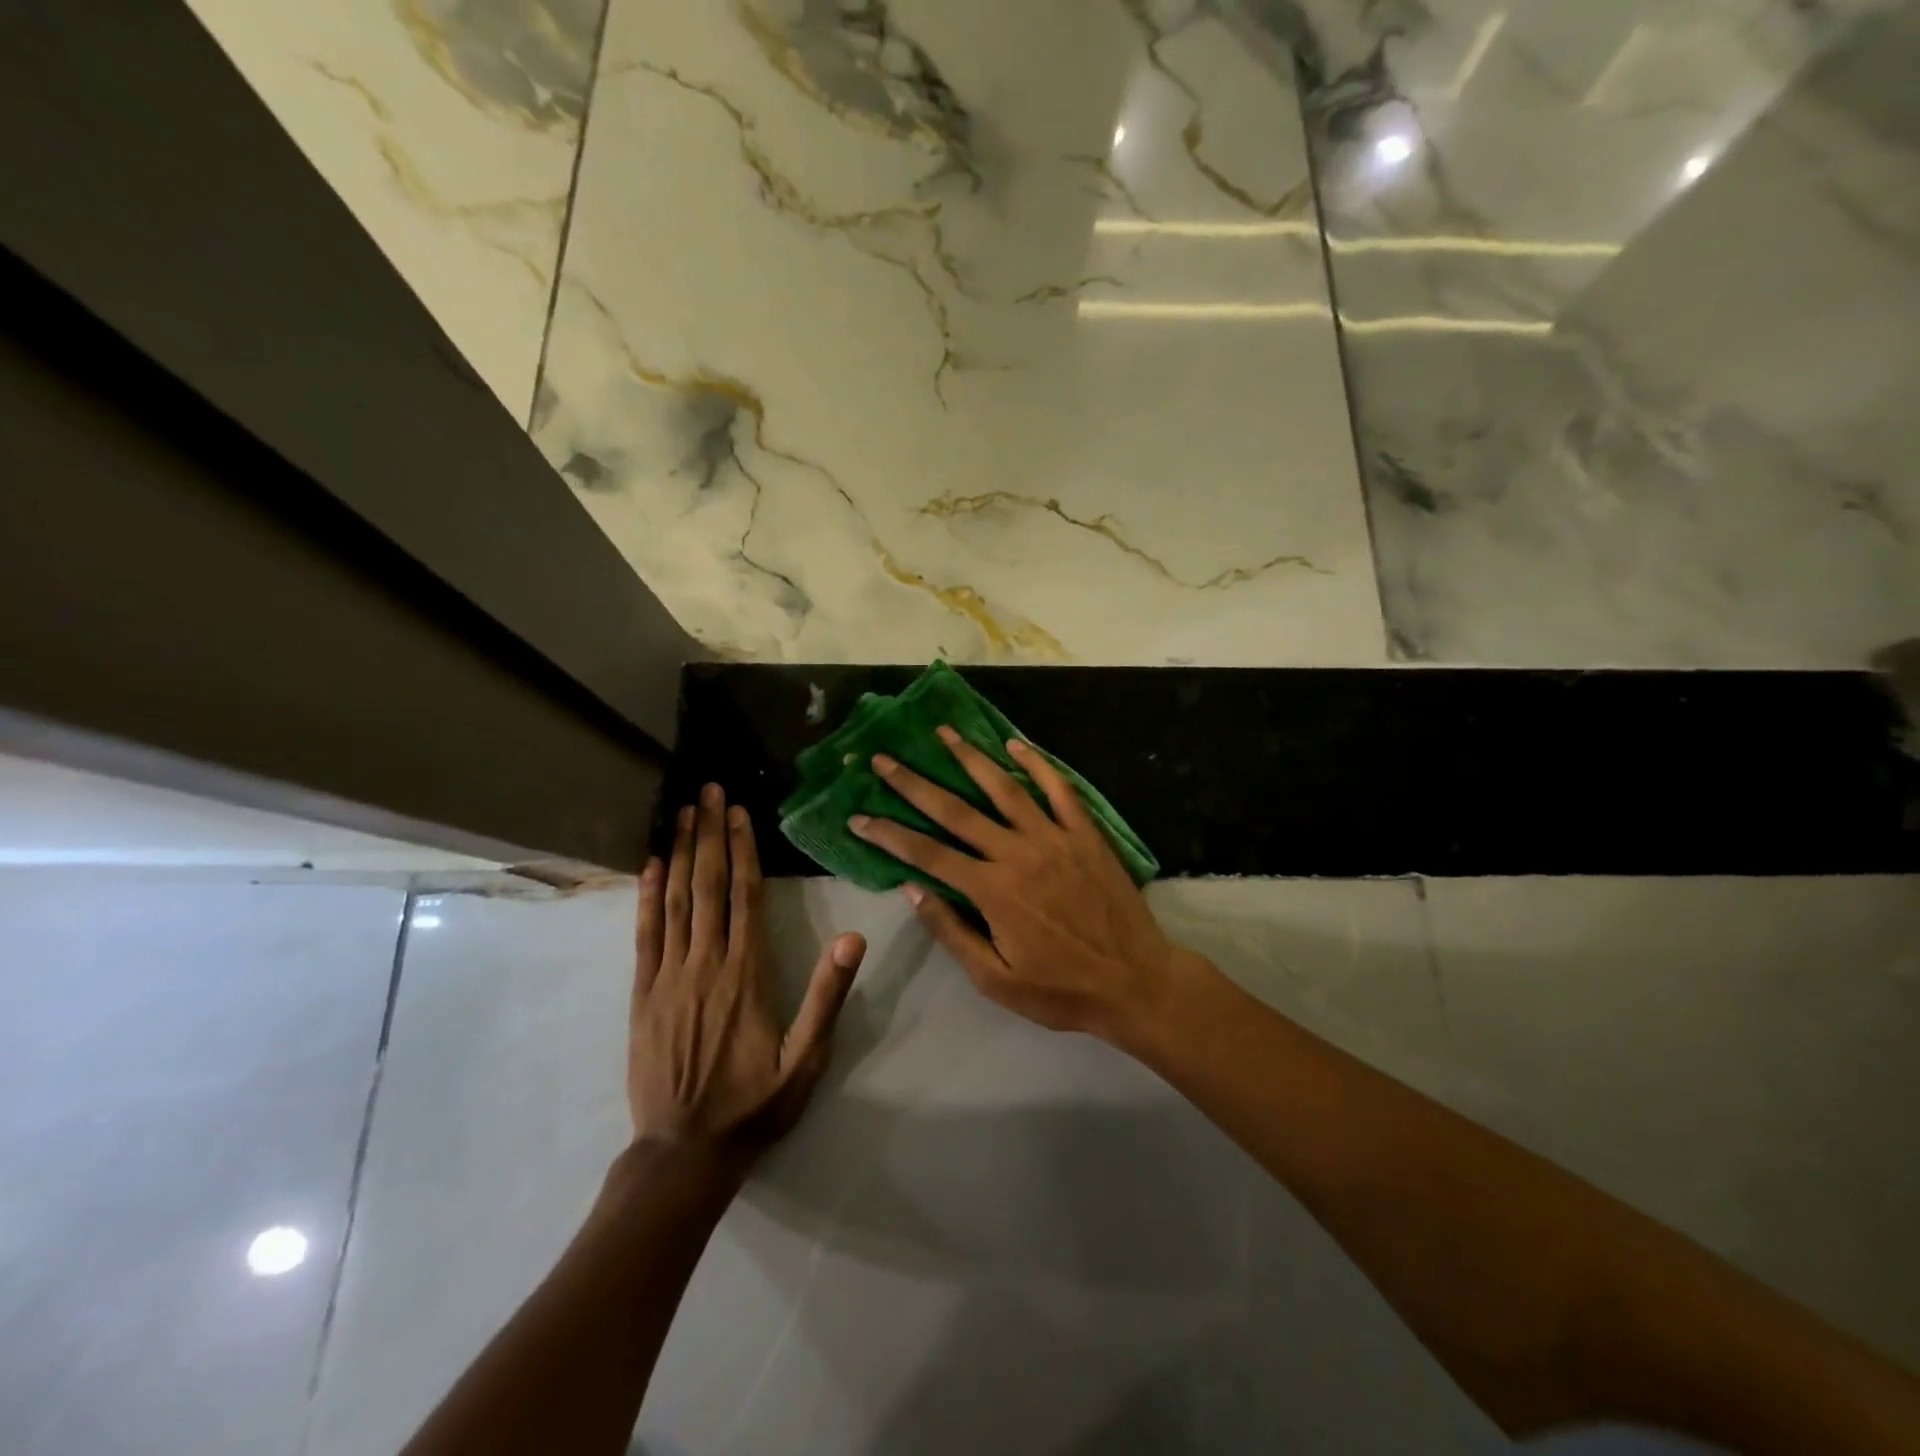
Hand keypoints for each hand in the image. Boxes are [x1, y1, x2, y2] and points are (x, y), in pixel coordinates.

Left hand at [630, 784, 865, 1163]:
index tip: (739, 812)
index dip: (742, 850)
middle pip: (708, 886)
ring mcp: (668, 977)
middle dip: (709, 834)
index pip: (746, 897)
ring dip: (680, 852)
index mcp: (747, 974)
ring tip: (682, 812)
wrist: (683, 1153)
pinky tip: (651, 866)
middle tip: (708, 791)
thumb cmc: (753, 1105)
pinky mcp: (643, 994)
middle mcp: (706, 964)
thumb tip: (852, 937)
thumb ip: (827, 997)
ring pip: (676, 901)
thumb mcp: (805, 1060)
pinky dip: (648, 896)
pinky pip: (645, 935)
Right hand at [849, 729, 1187, 1044]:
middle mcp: (1017, 853)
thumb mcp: (996, 979)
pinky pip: (1059, 789)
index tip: (858, 816)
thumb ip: (952, 931)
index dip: (888, 833)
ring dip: (970, 758)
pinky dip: (1037, 764)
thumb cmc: (1061, 989)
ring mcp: (1054, 837)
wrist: (1135, 982)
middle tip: (884, 759)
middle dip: (915, 783)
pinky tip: (1016, 744)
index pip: (926, 853)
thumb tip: (912, 888)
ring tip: (943, 733)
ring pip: (1004, 788)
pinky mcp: (1085, 833)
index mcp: (992, 890)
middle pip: (956, 811)